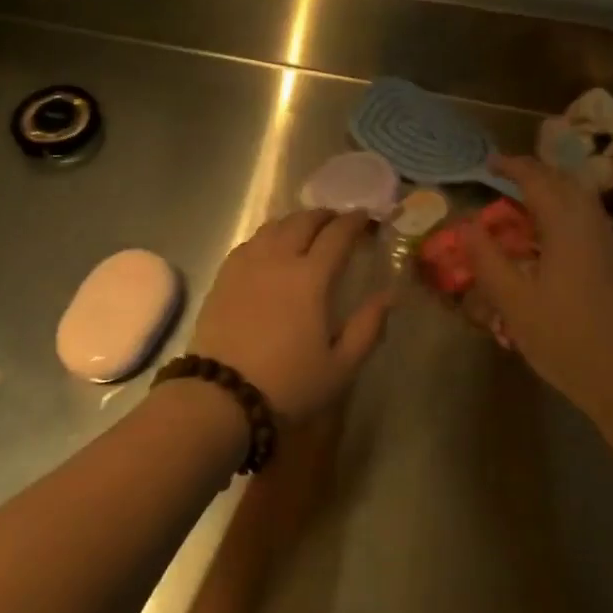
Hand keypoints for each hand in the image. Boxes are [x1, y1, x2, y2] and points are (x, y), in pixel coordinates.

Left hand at [190, 210, 392, 423]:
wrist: (222, 396)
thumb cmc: (289, 384)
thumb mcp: (341, 366)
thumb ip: (368, 327)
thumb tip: (389, 295)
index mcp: (311, 277)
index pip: (337, 235)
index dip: (355, 222)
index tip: (367, 218)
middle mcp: (278, 259)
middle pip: (304, 221)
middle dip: (326, 216)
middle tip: (339, 221)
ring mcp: (247, 264)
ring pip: (274, 226)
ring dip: (296, 221)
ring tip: (307, 230)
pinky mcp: (224, 276)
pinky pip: (250, 242)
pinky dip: (269, 235)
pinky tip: (271, 248)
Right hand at [462, 156, 612, 412]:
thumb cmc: (562, 337)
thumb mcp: (512, 299)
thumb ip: (486, 256)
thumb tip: (466, 222)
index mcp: (567, 226)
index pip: (537, 180)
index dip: (512, 166)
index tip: (488, 163)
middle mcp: (593, 224)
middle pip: (565, 181)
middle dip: (534, 173)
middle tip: (505, 177)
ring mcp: (611, 243)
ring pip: (582, 199)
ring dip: (553, 190)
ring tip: (524, 201)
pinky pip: (589, 219)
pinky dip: (566, 210)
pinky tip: (551, 235)